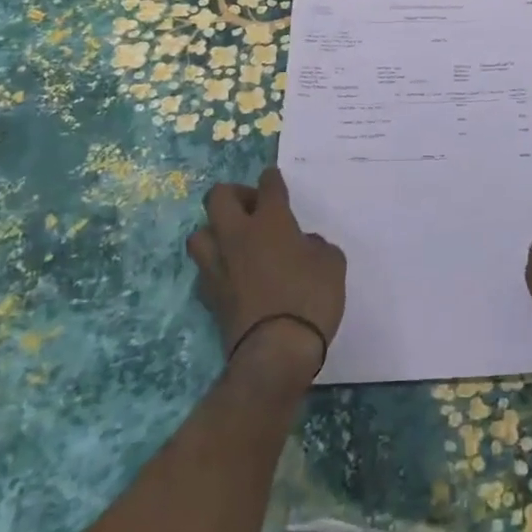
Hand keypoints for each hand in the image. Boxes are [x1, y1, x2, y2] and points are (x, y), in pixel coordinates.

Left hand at [188, 168, 345, 391]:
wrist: (275, 352)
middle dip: (234, 194)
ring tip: (234, 240)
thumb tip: (304, 244)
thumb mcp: (332, 264)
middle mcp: (238, 235)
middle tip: (253, 208)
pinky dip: (215, 265)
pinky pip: (204, 268)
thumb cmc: (311, 298)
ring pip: (200, 232)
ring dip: (215, 230)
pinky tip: (231, 273)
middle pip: (218, 197)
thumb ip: (317, 246)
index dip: (271, 178)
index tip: (273, 178)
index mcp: (271, 221)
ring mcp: (218, 265)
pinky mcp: (209, 295)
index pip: (268, 186)